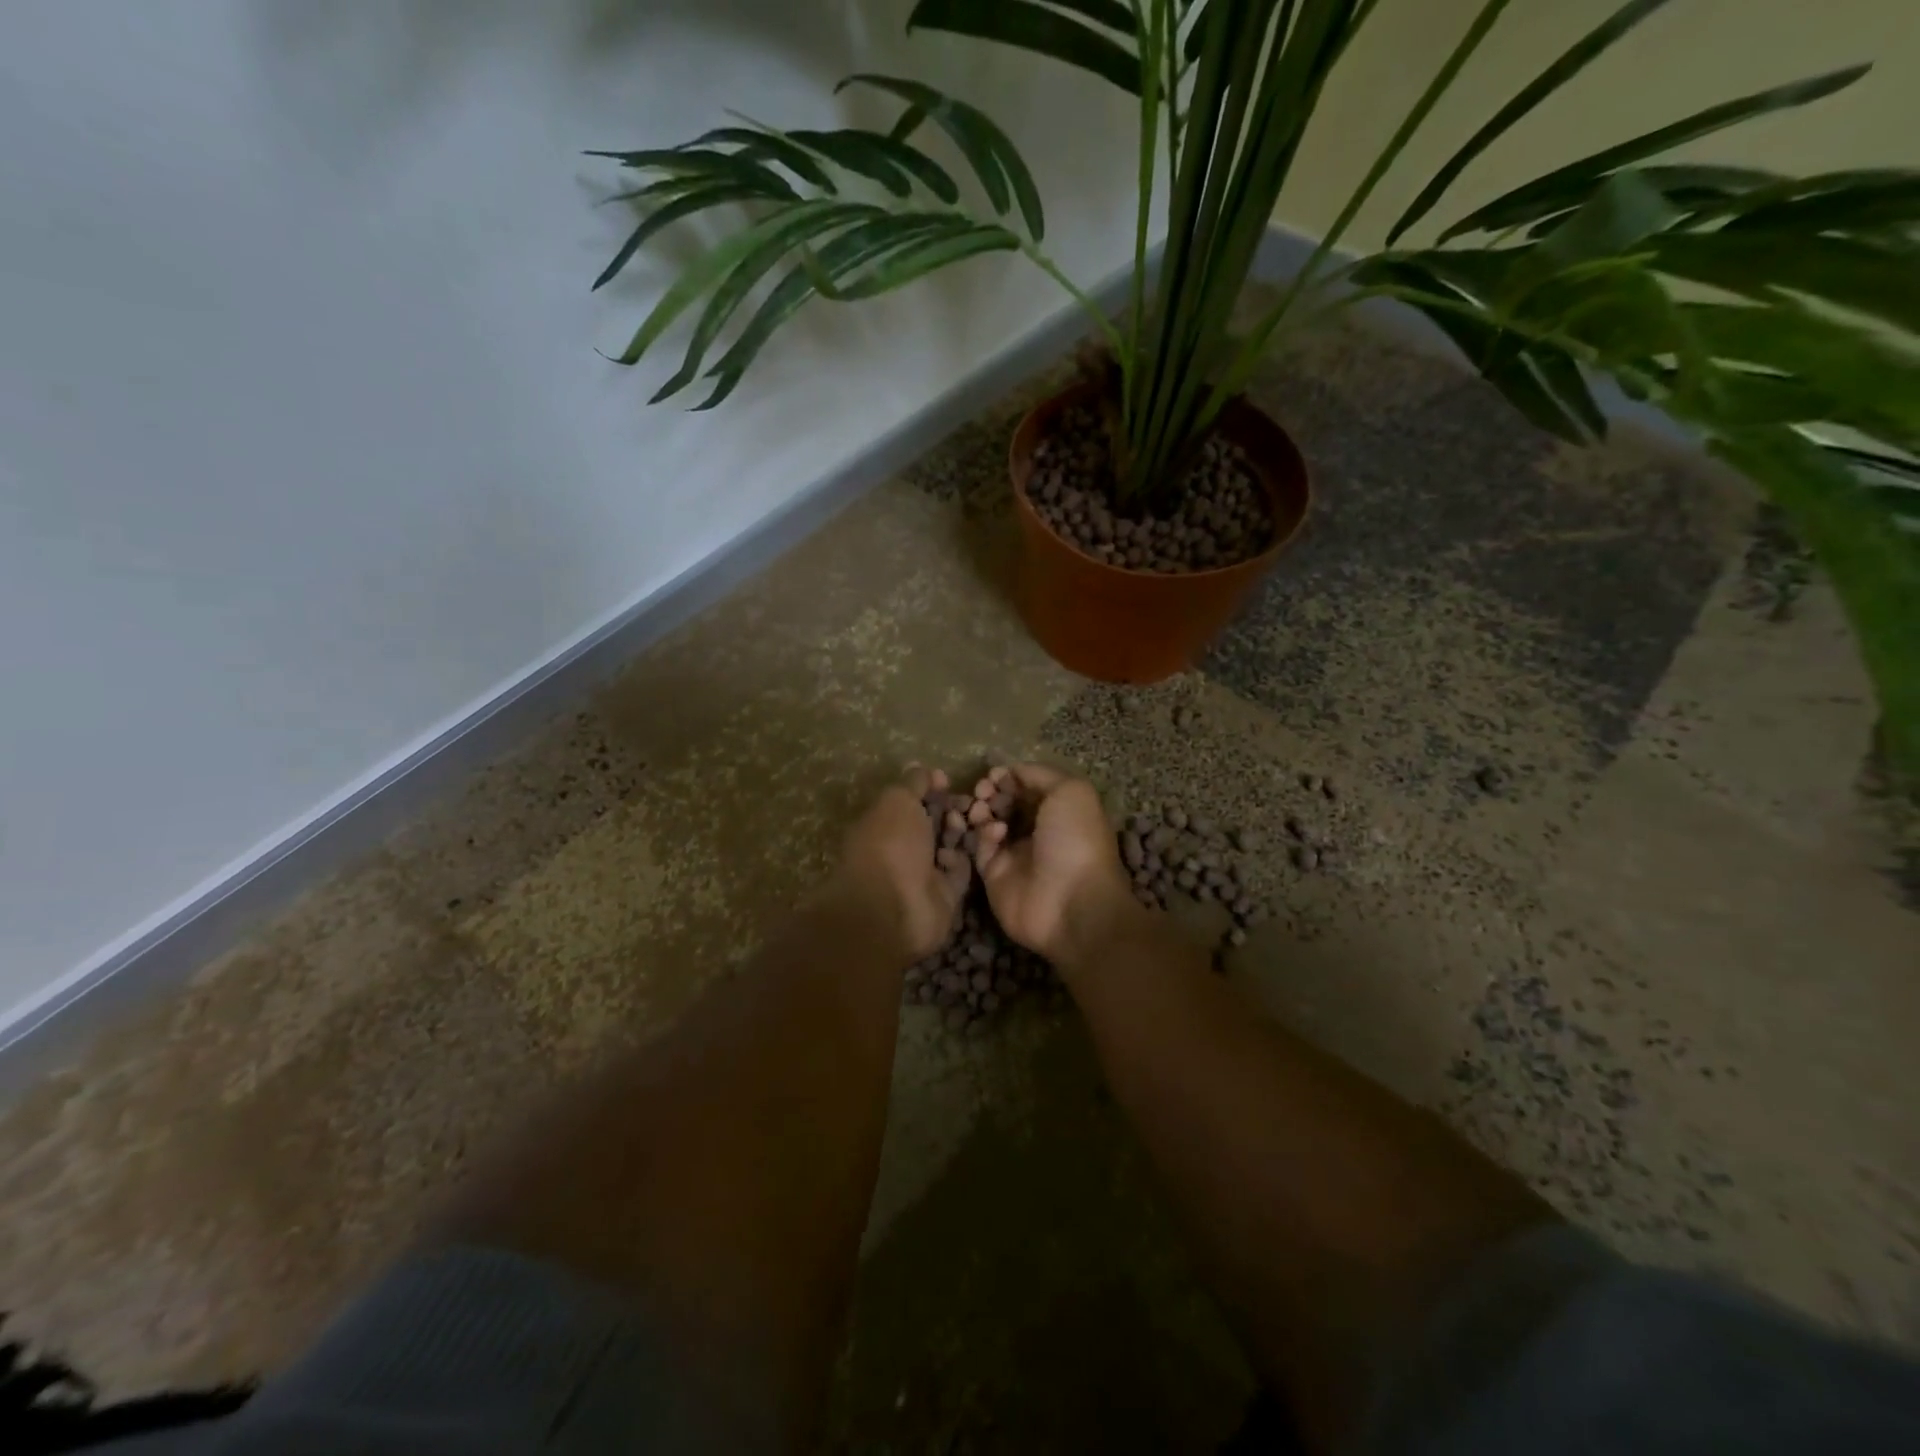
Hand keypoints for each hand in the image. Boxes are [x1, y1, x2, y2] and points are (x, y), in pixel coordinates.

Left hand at [827, 765, 971, 961]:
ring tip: (973, 822)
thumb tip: (925, 770)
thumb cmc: (889, 845)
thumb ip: (913, 783)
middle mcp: (902, 848)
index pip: (910, 801)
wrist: (892, 908)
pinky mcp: (945, 895)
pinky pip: (960, 871)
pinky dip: (963, 860)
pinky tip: (960, 853)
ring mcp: (923, 873)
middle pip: (933, 822)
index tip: (946, 780)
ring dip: (961, 832)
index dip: (929, 788)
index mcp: (884, 823)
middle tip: (970, 802)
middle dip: (951, 809)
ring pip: (951, 844)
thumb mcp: (897, 800)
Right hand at [971, 763, 1142, 971]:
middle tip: (983, 788)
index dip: (1011, 777)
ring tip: (982, 808)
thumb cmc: (1076, 839)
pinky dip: (984, 836)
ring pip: (988, 824)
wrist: (1071, 903)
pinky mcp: (995, 876)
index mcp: (1060, 811)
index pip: (1028, 787)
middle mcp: (1037, 831)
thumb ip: (1039, 774)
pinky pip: (981, 849)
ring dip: (982, 810)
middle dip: (992, 791)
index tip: (997, 773)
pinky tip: (995, 833)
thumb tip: (1012, 770)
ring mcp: (1015, 855)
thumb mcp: (1070, 791)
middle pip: (1005, 803)